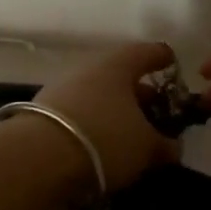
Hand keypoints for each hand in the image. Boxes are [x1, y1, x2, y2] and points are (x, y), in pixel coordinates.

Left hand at [32, 41, 181, 191]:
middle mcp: (90, 68)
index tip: (172, 65)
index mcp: (119, 64)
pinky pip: (81, 112)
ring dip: (116, 110)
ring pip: (99, 94)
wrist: (37, 157)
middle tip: (157, 112)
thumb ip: (164, 145)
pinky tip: (102, 144)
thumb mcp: (146, 147)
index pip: (148, 52)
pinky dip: (95, 123)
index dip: (163, 58)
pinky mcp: (44, 111)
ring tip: (130, 134)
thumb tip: (172, 147)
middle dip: (140, 93)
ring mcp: (63, 88)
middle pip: (121, 75)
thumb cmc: (105, 138)